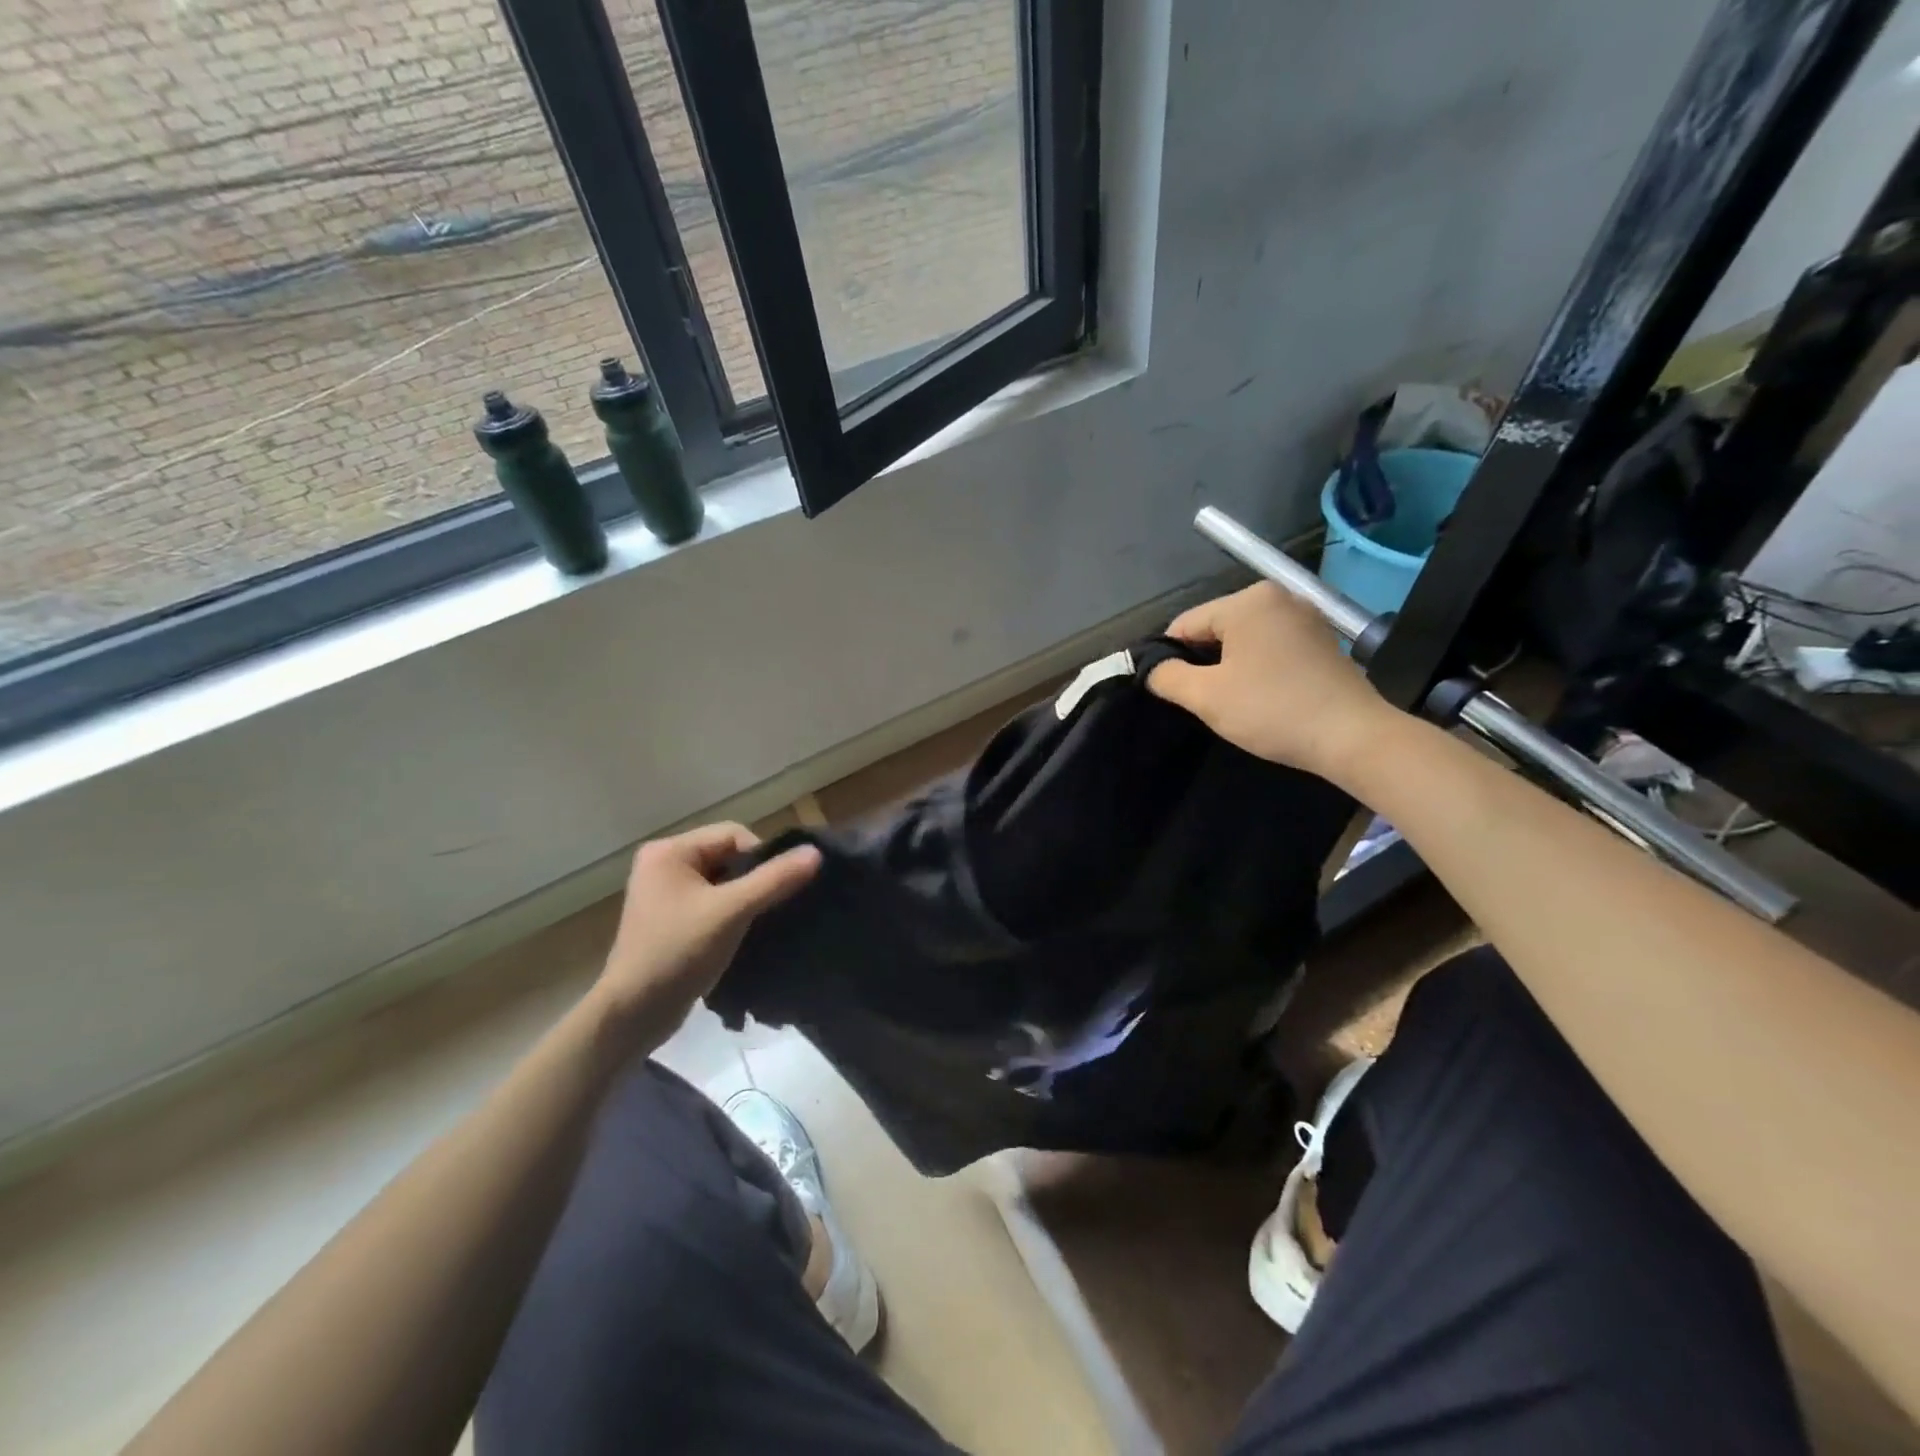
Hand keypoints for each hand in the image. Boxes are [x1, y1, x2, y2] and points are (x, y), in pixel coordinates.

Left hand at [595, 823, 821, 1049]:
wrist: (632, 1014)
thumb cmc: (678, 952)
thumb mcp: (732, 911)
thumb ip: (775, 879)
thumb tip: (816, 852)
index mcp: (669, 851)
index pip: (733, 834)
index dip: (761, 857)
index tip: (777, 889)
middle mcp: (662, 864)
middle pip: (727, 856)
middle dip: (752, 879)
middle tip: (769, 907)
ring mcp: (663, 894)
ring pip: (721, 881)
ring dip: (744, 898)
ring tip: (757, 923)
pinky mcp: (669, 920)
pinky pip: (711, 902)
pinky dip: (730, 914)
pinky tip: (741, 934)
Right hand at [1147, 582, 1398, 782]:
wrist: (1351, 736)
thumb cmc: (1272, 710)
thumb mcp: (1206, 696)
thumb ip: (1167, 677)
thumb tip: (1153, 668)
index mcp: (1248, 600)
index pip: (1186, 624)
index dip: (1169, 657)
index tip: (1170, 691)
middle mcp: (1278, 597)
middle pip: (1216, 628)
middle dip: (1203, 661)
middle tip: (1202, 700)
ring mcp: (1305, 617)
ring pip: (1245, 639)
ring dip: (1230, 666)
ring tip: (1231, 701)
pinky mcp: (1323, 640)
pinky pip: (1272, 646)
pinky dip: (1258, 667)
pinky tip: (1260, 695)